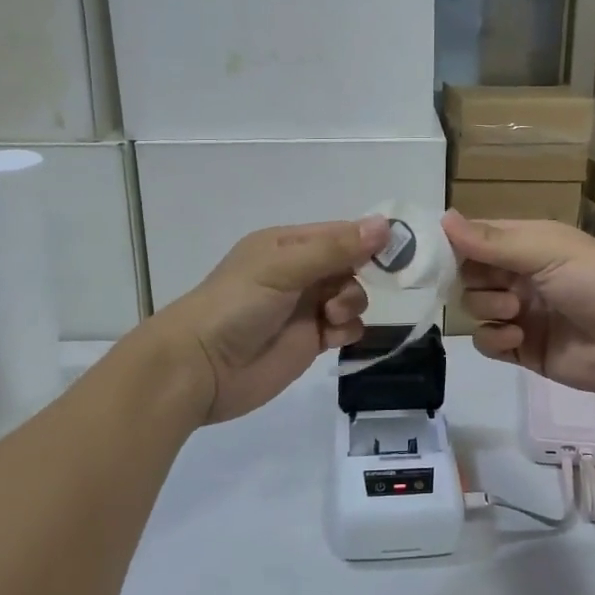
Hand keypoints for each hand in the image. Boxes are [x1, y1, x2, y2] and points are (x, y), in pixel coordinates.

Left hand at [160, 217, 388, 422]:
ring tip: (331, 314)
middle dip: (360, 274)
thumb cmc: (236, 306)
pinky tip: (332, 336)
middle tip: (352, 286)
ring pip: (352, 295)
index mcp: (288, 245)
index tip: (395, 250)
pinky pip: (345, 328)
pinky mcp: (310, 341)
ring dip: (352, 303)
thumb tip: (385, 225)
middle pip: (350, 265)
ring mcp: (305, 308)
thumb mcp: (284, 269)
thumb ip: (335, 249)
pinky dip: (347, 329)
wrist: (199, 369)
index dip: (367, 239)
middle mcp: (298, 273)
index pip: (339, 233)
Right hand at [442, 213, 594, 393]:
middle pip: (470, 276)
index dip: (457, 246)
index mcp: (525, 244)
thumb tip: (442, 217)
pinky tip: (516, 337)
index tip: (438, 256)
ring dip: (488, 309)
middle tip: (500, 288)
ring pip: (475, 308)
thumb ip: (491, 241)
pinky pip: (488, 342)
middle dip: (475, 282)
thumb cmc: (592, 280)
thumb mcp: (543, 251)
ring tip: (517, 313)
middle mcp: (519, 276)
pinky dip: (495, 339)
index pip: (476, 240)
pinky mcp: (523, 348)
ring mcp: (520, 313)